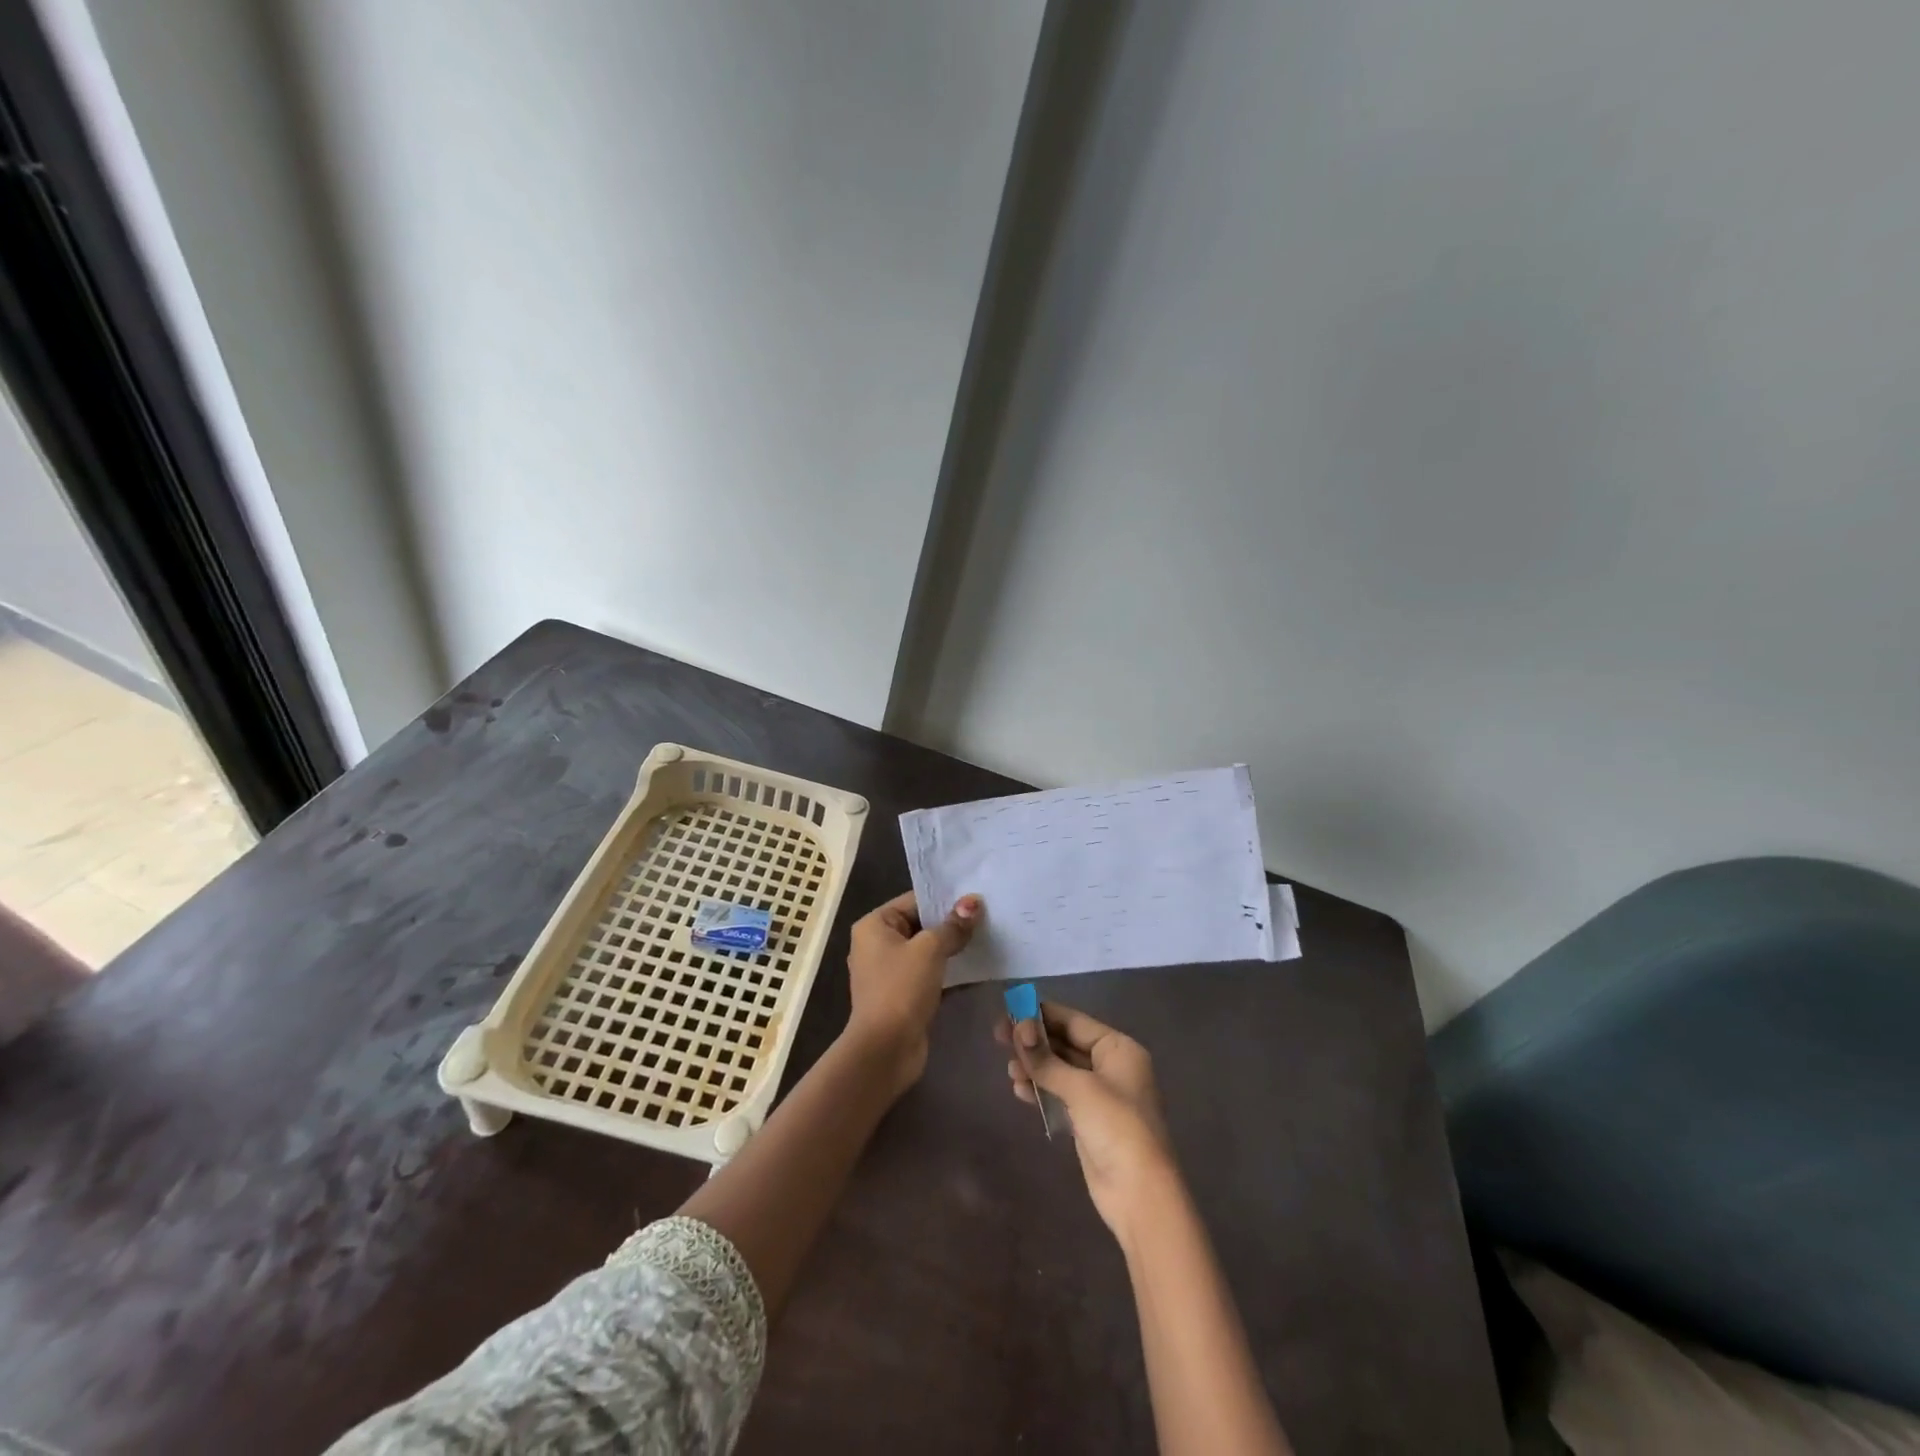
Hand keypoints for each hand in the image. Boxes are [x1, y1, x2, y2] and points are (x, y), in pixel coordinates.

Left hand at [845, 890, 979, 1096]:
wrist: (885, 1050)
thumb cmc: (901, 989)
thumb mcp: (930, 950)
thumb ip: (953, 926)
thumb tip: (973, 902)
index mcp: (875, 925)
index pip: (914, 901)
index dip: (945, 899)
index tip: (977, 897)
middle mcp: (878, 944)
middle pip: (921, 925)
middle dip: (952, 923)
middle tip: (988, 916)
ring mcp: (890, 972)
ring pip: (927, 951)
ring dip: (953, 947)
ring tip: (987, 937)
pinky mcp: (903, 995)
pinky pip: (929, 973)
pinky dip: (949, 970)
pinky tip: (977, 967)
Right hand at [997, 1001, 1178, 1239]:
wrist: (1140, 1195)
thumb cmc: (1116, 1127)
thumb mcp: (1080, 1088)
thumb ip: (1046, 1060)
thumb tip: (1018, 1029)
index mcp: (1119, 1049)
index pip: (1074, 1021)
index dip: (1042, 1015)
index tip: (1010, 1009)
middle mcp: (1111, 1067)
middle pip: (1066, 1044)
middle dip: (1034, 1041)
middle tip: (999, 1036)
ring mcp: (1100, 1096)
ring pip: (1060, 1070)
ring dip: (1035, 1067)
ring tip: (1009, 1069)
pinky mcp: (1088, 1121)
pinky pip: (1060, 1095)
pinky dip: (1040, 1090)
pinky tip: (1018, 1089)